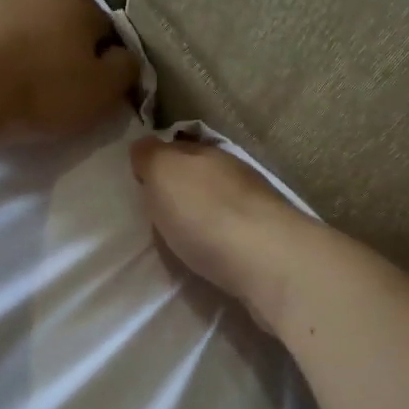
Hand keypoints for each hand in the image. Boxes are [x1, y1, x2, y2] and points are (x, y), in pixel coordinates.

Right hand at [129, 136, 311, 328]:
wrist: (268, 261)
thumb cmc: (206, 213)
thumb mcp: (164, 173)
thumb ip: (151, 157)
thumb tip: (144, 147)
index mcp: (209, 153)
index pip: (178, 147)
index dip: (158, 159)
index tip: (140, 178)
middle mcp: (235, 173)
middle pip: (201, 174)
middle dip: (182, 186)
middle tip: (157, 209)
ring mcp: (257, 208)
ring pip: (220, 202)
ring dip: (202, 213)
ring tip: (181, 234)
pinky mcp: (267, 242)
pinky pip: (233, 232)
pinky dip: (219, 237)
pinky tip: (209, 250)